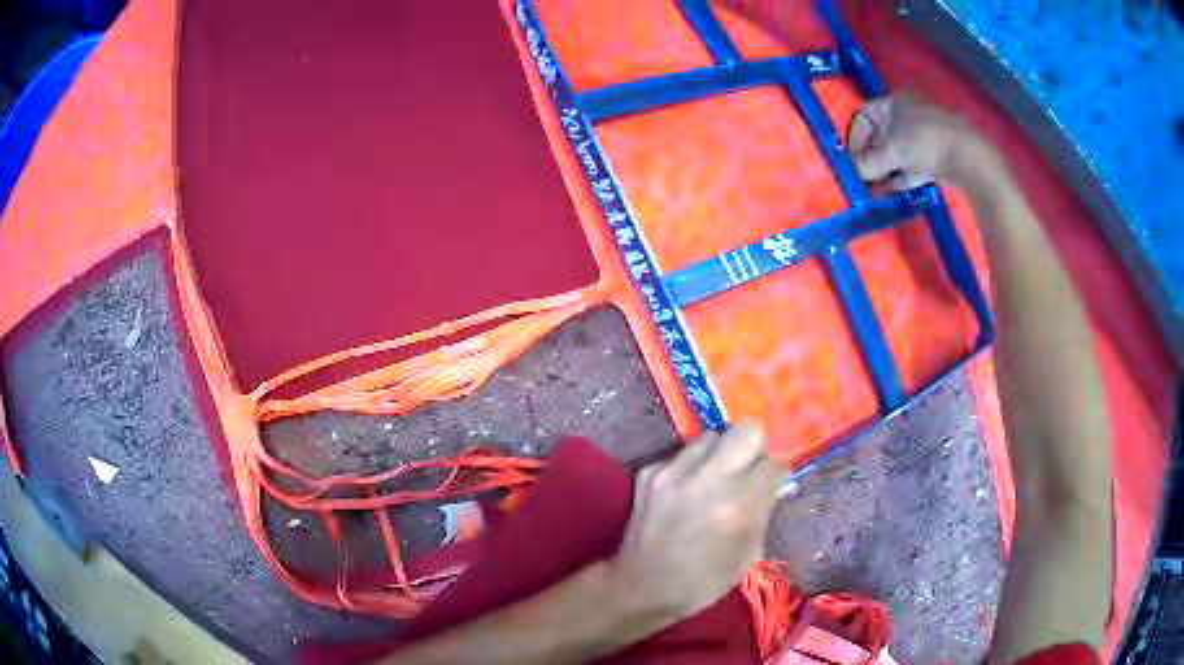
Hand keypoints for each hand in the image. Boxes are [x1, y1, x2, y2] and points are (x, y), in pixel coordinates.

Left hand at [608, 422, 785, 619]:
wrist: (642, 586)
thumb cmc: (704, 581)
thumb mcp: (749, 554)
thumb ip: (763, 512)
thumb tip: (771, 485)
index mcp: (738, 504)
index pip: (773, 464)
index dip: (777, 475)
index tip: (772, 484)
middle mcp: (707, 479)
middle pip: (746, 431)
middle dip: (754, 449)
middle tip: (748, 471)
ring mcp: (674, 472)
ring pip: (711, 436)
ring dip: (721, 454)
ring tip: (716, 479)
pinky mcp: (649, 472)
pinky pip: (682, 455)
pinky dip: (691, 468)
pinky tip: (687, 492)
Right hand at [849, 92, 1000, 192]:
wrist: (969, 157)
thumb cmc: (925, 142)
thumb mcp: (891, 151)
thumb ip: (868, 162)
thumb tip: (850, 172)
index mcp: (896, 102)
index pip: (866, 115)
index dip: (855, 136)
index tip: (850, 158)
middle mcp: (909, 113)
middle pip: (882, 135)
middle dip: (870, 156)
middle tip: (860, 177)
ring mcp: (926, 134)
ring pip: (898, 152)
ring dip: (885, 170)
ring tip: (873, 190)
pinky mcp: (938, 155)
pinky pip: (913, 165)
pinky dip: (901, 177)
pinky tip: (891, 191)